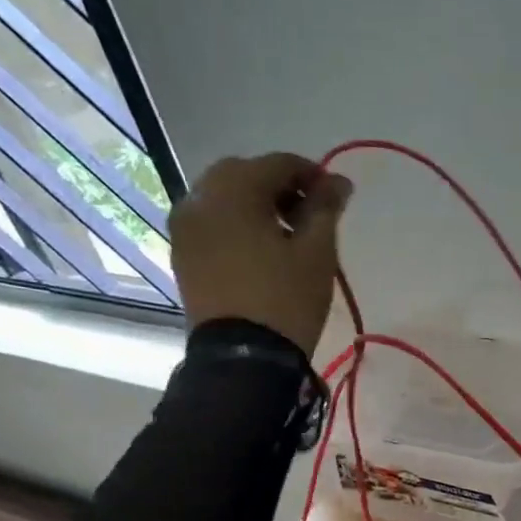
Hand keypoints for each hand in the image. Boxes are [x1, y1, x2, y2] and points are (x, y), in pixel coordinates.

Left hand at [168, 153, 351, 354]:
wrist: (243, 357)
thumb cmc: (286, 298)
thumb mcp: (317, 251)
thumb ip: (326, 208)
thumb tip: (338, 182)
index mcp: (233, 191)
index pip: (278, 163)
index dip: (312, 175)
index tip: (336, 196)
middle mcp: (199, 199)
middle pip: (244, 174)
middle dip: (279, 185)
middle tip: (309, 214)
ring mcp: (185, 228)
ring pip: (224, 197)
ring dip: (255, 203)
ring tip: (286, 235)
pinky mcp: (182, 254)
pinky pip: (212, 222)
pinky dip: (236, 223)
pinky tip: (261, 249)